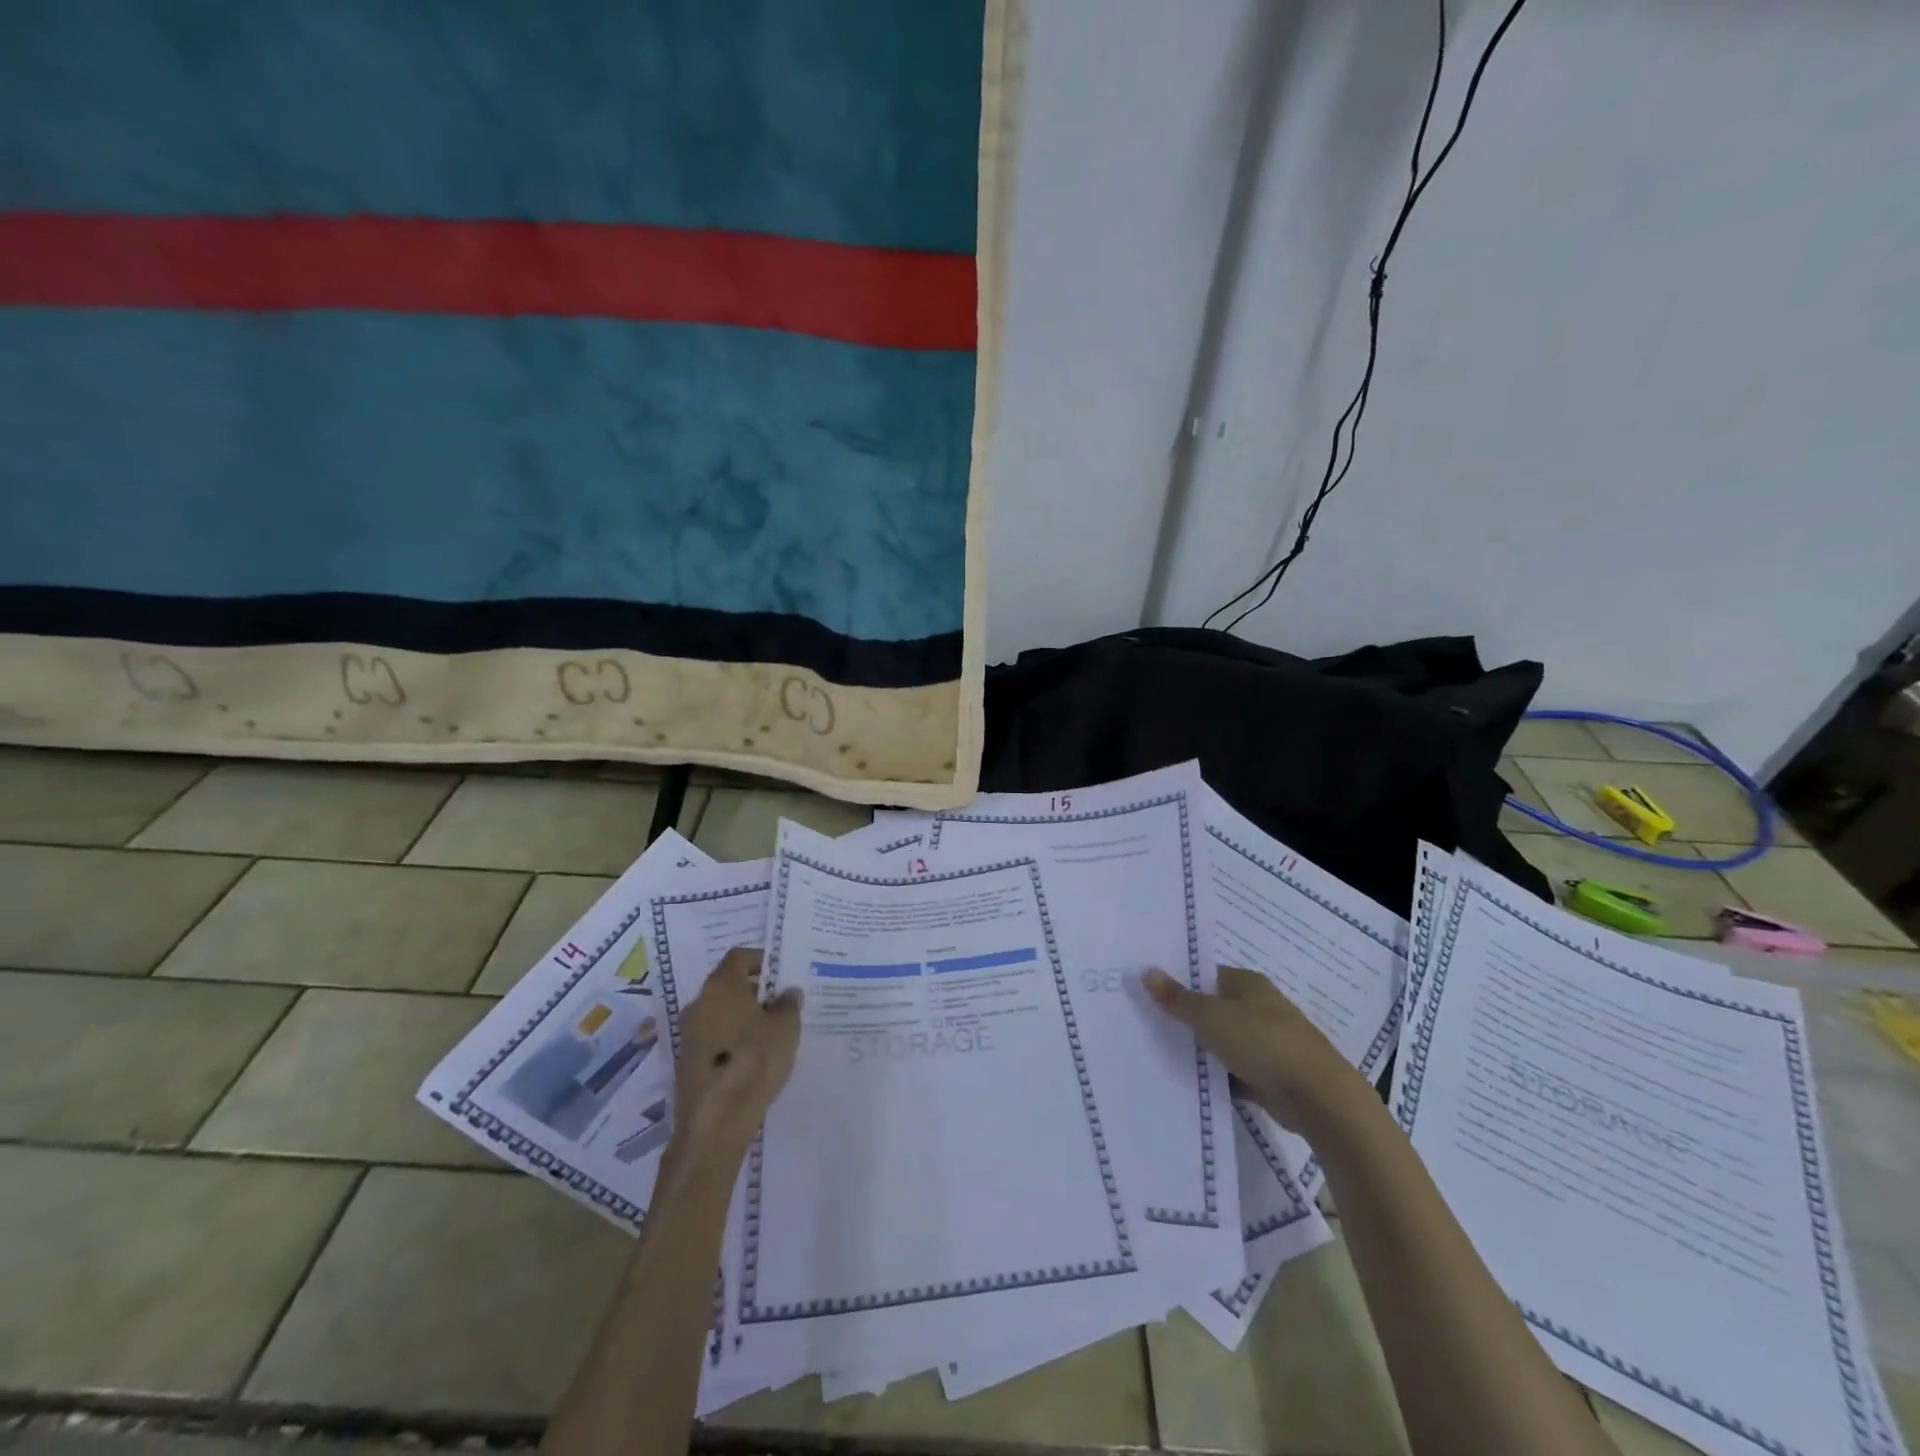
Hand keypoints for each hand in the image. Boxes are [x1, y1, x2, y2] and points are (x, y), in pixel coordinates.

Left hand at [668, 947, 801, 1165]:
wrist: (715, 1121)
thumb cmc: (754, 1060)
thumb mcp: (786, 1028)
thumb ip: (788, 1004)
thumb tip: (787, 993)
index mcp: (721, 985)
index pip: (739, 957)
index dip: (761, 960)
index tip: (781, 974)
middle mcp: (699, 1002)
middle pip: (728, 985)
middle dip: (754, 991)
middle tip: (781, 1004)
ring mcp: (688, 1033)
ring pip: (719, 1012)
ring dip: (742, 1017)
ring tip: (771, 1033)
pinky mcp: (686, 1061)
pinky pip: (713, 1038)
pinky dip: (731, 1040)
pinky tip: (752, 1058)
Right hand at [1143, 965, 1370, 1132]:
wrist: (1319, 1098)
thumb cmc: (1263, 1043)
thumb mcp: (1210, 1017)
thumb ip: (1177, 998)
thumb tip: (1147, 971)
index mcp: (1248, 984)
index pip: (1206, 975)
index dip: (1179, 982)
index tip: (1149, 993)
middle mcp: (1259, 1007)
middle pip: (1214, 1008)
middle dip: (1186, 1018)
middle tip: (1148, 1024)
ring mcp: (1268, 1042)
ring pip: (1224, 1042)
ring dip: (1201, 1050)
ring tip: (1160, 1053)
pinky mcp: (1272, 1075)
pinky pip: (1235, 1072)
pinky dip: (1218, 1077)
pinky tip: (1190, 1084)